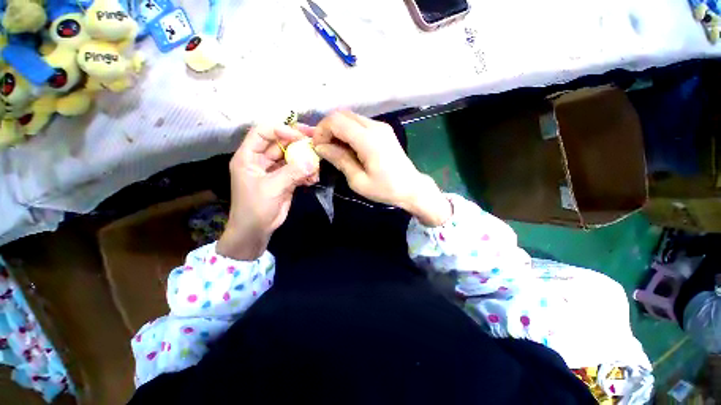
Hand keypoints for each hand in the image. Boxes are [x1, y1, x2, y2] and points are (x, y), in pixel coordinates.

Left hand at [217, 125, 319, 259]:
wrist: (256, 230)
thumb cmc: (255, 207)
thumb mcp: (272, 187)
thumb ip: (292, 172)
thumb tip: (313, 162)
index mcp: (249, 156)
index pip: (263, 132)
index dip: (280, 130)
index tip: (300, 136)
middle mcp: (261, 160)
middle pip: (280, 143)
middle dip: (298, 143)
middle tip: (316, 142)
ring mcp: (275, 170)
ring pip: (292, 157)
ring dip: (305, 161)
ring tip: (316, 168)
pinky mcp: (285, 180)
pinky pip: (298, 171)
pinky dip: (306, 173)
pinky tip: (313, 180)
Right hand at [312, 111, 451, 226]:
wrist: (411, 188)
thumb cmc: (385, 189)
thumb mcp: (358, 180)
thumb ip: (339, 160)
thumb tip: (321, 147)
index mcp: (368, 140)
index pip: (336, 121)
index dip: (322, 131)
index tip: (318, 147)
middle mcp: (375, 126)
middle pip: (342, 114)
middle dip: (328, 128)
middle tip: (324, 147)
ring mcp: (381, 126)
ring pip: (350, 117)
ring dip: (338, 129)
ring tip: (335, 148)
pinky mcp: (383, 130)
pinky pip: (360, 123)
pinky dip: (348, 131)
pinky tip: (348, 146)